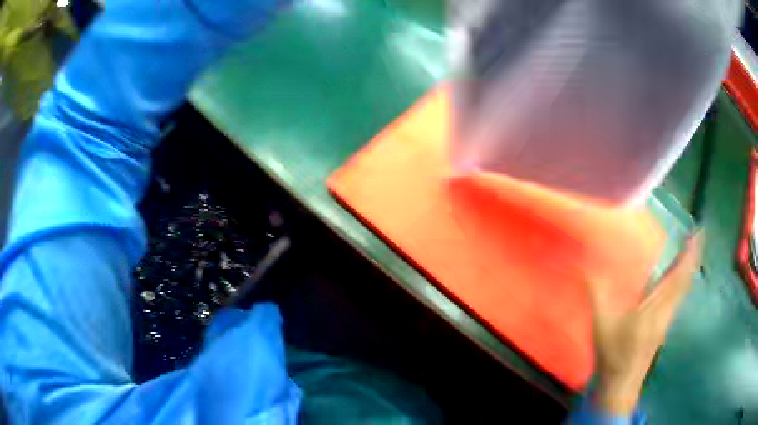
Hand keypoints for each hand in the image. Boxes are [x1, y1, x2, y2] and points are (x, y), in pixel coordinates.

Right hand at [586, 230, 703, 414]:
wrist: (621, 384)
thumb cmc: (614, 354)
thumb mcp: (603, 325)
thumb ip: (598, 295)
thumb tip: (586, 267)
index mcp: (656, 308)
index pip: (678, 276)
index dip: (689, 254)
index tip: (697, 232)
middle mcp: (667, 310)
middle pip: (686, 279)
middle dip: (694, 255)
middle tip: (698, 233)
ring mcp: (668, 318)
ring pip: (684, 287)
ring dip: (690, 266)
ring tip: (692, 248)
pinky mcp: (664, 324)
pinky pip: (679, 295)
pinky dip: (684, 279)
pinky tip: (680, 277)